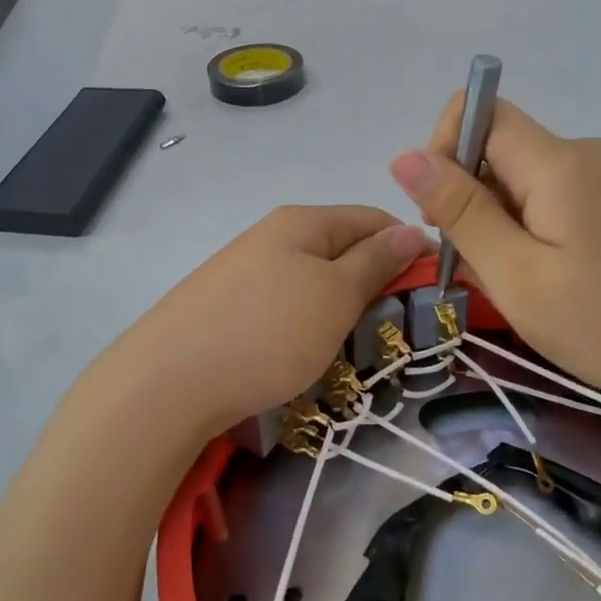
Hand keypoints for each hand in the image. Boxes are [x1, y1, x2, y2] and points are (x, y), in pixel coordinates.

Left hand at [105, 206, 426, 436]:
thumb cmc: (268, 332)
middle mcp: (271, 236)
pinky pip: (283, 306)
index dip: (409, 247)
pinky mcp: (226, 307)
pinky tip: (305, 353)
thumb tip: (411, 228)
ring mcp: (243, 271)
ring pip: (312, 281)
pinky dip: (306, 325)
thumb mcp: (335, 294)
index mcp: (302, 222)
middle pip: (341, 249)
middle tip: (396, 327)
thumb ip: (375, 260)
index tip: (433, 289)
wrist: (168, 382)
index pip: (372, 218)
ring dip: (341, 308)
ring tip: (353, 346)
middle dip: (375, 282)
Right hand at [390, 97, 600, 416]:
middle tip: (482, 270)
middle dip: (470, 202)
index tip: (443, 218)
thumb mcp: (517, 275)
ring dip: (498, 225)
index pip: (480, 113)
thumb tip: (404, 156)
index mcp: (559, 162)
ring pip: (522, 182)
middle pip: (499, 151)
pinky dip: (530, 234)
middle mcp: (584, 154)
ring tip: (519, 286)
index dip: (444, 152)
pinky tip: (546, 281)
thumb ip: (460, 212)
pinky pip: (552, 201)